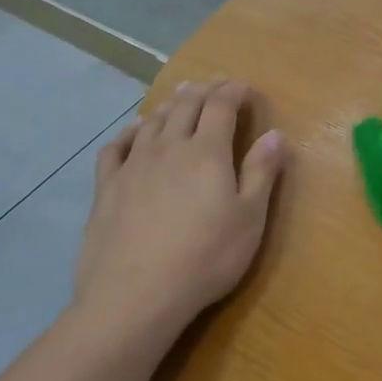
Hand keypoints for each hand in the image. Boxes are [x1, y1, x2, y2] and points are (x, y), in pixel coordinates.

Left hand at [69, 80, 285, 356]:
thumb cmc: (205, 258)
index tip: (244, 87)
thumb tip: (275, 134)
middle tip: (214, 84)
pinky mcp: (107, 188)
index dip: (233, 91)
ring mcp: (133, 166)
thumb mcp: (249, 219)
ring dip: (169, 105)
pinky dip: (129, 133)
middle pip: (185, 106)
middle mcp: (168, 148)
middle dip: (203, 90)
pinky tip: (133, 133)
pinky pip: (116, 148)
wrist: (135, 296)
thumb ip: (261, 173)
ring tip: (179, 98)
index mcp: (206, 152)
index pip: (220, 106)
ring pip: (152, 122)